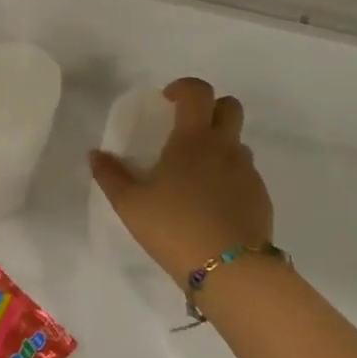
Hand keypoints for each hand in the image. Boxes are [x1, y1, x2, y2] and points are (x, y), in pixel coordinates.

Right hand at [89, 77, 272, 283]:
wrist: (231, 270)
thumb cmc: (174, 227)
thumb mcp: (130, 204)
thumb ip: (110, 175)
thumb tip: (95, 154)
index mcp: (193, 139)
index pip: (197, 92)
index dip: (183, 87)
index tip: (167, 101)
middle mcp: (225, 147)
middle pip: (229, 107)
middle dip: (209, 108)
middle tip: (186, 130)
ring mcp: (248, 172)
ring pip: (237, 143)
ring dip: (219, 146)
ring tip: (195, 175)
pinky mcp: (261, 197)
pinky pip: (245, 174)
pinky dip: (229, 177)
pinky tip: (212, 204)